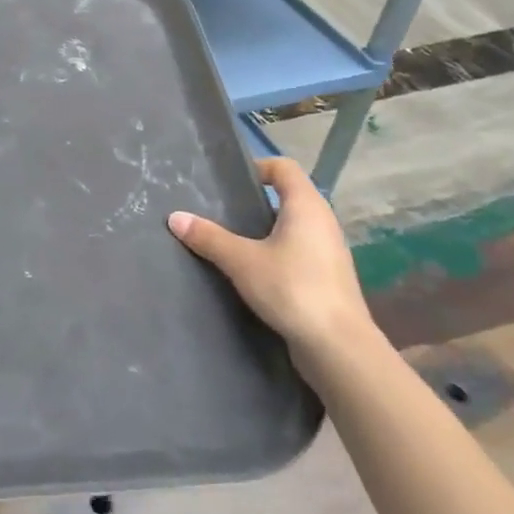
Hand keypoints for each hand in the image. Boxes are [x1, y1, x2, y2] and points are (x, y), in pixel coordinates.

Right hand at [168, 157, 372, 368]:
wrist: (339, 348)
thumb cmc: (292, 289)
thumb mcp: (241, 261)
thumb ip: (208, 237)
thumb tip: (175, 217)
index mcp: (306, 206)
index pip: (283, 167)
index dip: (256, 166)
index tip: (228, 181)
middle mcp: (322, 221)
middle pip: (287, 195)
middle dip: (254, 200)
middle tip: (220, 210)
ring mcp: (329, 251)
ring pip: (292, 226)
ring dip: (264, 229)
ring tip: (230, 240)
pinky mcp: (328, 277)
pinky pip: (297, 250)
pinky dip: (275, 251)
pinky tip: (252, 270)